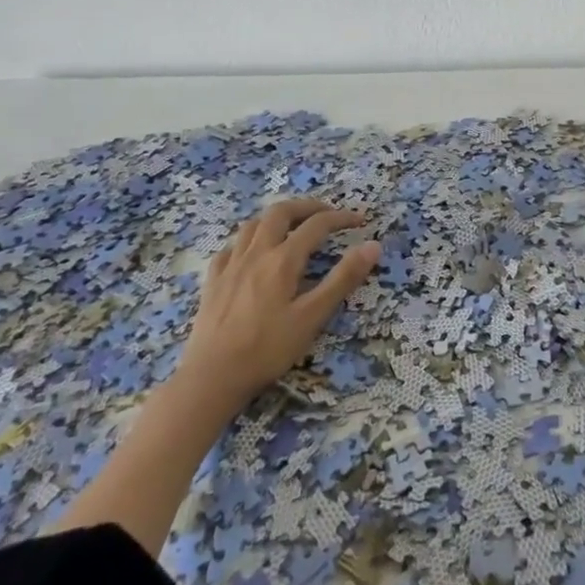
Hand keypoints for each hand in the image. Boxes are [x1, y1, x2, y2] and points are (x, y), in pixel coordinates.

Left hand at [175, 198, 380, 404]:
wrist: (211, 377)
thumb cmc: (267, 349)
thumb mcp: (313, 316)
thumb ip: (343, 279)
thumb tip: (372, 245)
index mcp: (283, 259)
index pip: (317, 225)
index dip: (341, 218)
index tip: (360, 220)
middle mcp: (256, 253)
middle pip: (281, 212)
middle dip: (307, 207)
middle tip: (327, 214)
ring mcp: (230, 265)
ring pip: (253, 224)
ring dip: (277, 218)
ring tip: (292, 228)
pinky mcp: (213, 281)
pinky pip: (231, 247)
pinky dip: (248, 241)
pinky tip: (252, 254)